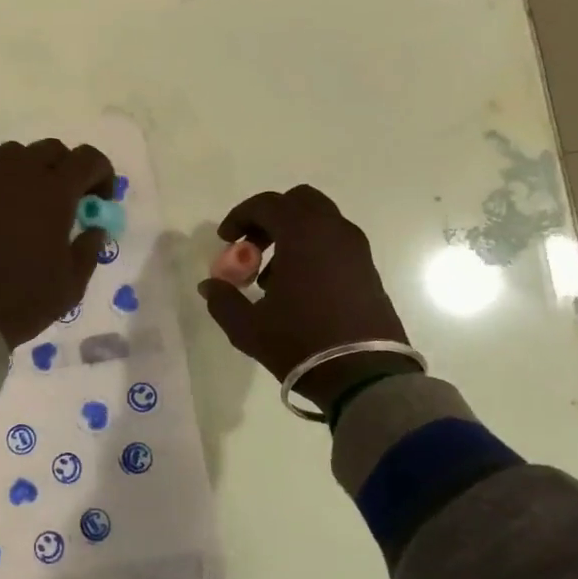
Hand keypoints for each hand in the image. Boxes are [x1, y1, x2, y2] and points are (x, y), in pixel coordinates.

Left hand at [0, 139, 115, 346]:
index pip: (87, 159)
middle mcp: (16, 178)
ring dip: (27, 171)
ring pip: (10, 156)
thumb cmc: (23, 302)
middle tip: (66, 201)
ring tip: (27, 204)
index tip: (99, 200)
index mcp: (52, 193)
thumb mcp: (72, 285)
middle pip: (48, 150)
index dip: (101, 173)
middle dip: (65, 168)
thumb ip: (88, 249)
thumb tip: (93, 228)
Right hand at [197, 186, 411, 407]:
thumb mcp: (248, 327)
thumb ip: (222, 300)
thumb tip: (210, 285)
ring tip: (271, 277)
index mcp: (303, 235)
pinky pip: (334, 244)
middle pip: (299, 202)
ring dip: (292, 236)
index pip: (267, 204)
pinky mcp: (368, 271)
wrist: (364, 375)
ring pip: (319, 222)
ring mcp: (356, 250)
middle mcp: (333, 232)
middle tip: (251, 248)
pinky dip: (312, 251)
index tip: (225, 240)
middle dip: (270, 218)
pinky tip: (298, 290)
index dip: (240, 217)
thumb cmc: (301, 343)